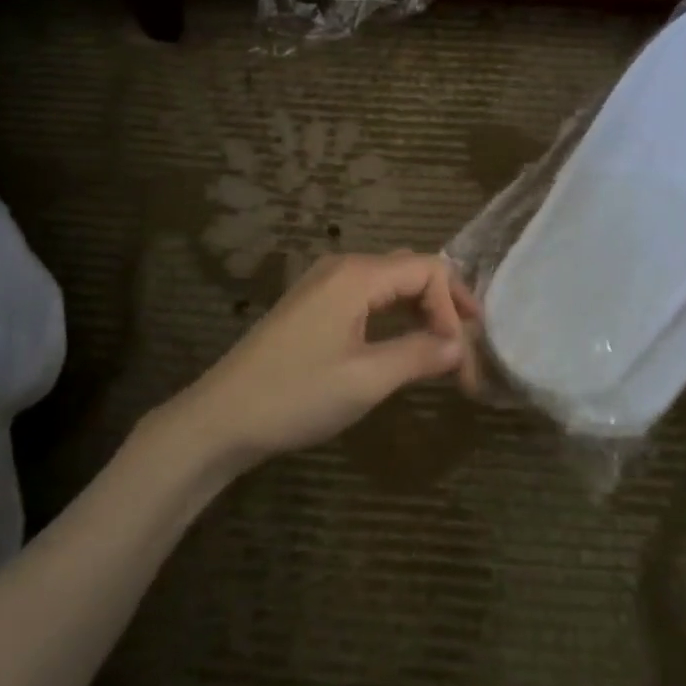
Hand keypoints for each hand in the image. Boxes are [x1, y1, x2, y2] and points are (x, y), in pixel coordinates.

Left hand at [169, 252, 478, 472]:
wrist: (222, 417)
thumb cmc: (296, 395)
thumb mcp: (366, 379)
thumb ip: (419, 356)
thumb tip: (460, 346)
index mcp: (357, 275)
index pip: (428, 269)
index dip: (453, 307)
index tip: (461, 355)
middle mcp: (343, 267)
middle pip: (410, 269)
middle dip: (443, 305)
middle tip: (464, 348)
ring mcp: (324, 284)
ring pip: (389, 283)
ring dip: (419, 311)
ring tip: (442, 349)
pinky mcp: (313, 305)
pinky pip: (367, 296)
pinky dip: (394, 316)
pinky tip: (403, 345)